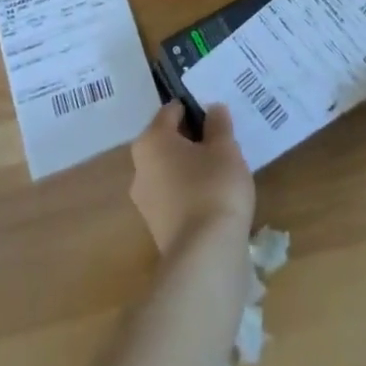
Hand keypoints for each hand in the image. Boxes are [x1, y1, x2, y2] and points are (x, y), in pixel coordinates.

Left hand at [129, 102, 254, 254]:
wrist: (205, 257)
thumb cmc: (213, 187)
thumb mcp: (225, 148)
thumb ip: (218, 124)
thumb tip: (212, 109)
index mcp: (151, 140)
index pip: (171, 111)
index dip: (195, 109)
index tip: (217, 116)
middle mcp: (139, 166)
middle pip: (167, 141)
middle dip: (192, 139)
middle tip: (221, 141)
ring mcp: (145, 201)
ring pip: (170, 170)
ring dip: (191, 167)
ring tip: (222, 170)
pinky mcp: (157, 228)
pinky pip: (174, 196)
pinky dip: (190, 192)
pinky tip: (214, 197)